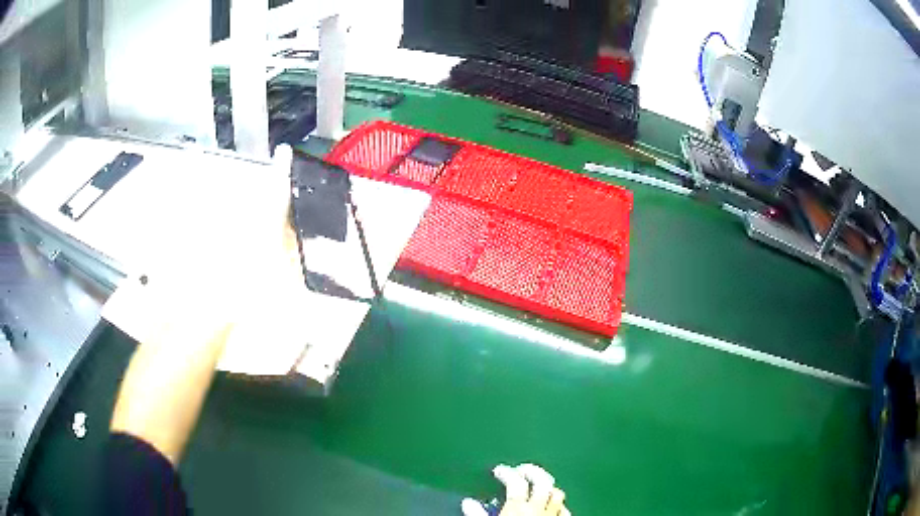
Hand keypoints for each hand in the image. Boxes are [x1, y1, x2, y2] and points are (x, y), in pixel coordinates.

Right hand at [462, 463, 569, 515]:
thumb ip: (478, 515)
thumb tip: (468, 503)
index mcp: (518, 508)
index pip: (516, 482)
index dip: (507, 473)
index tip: (499, 470)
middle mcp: (538, 509)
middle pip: (542, 481)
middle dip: (533, 472)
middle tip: (521, 470)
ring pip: (558, 494)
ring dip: (548, 487)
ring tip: (537, 487)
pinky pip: (565, 511)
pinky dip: (558, 505)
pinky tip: (552, 507)